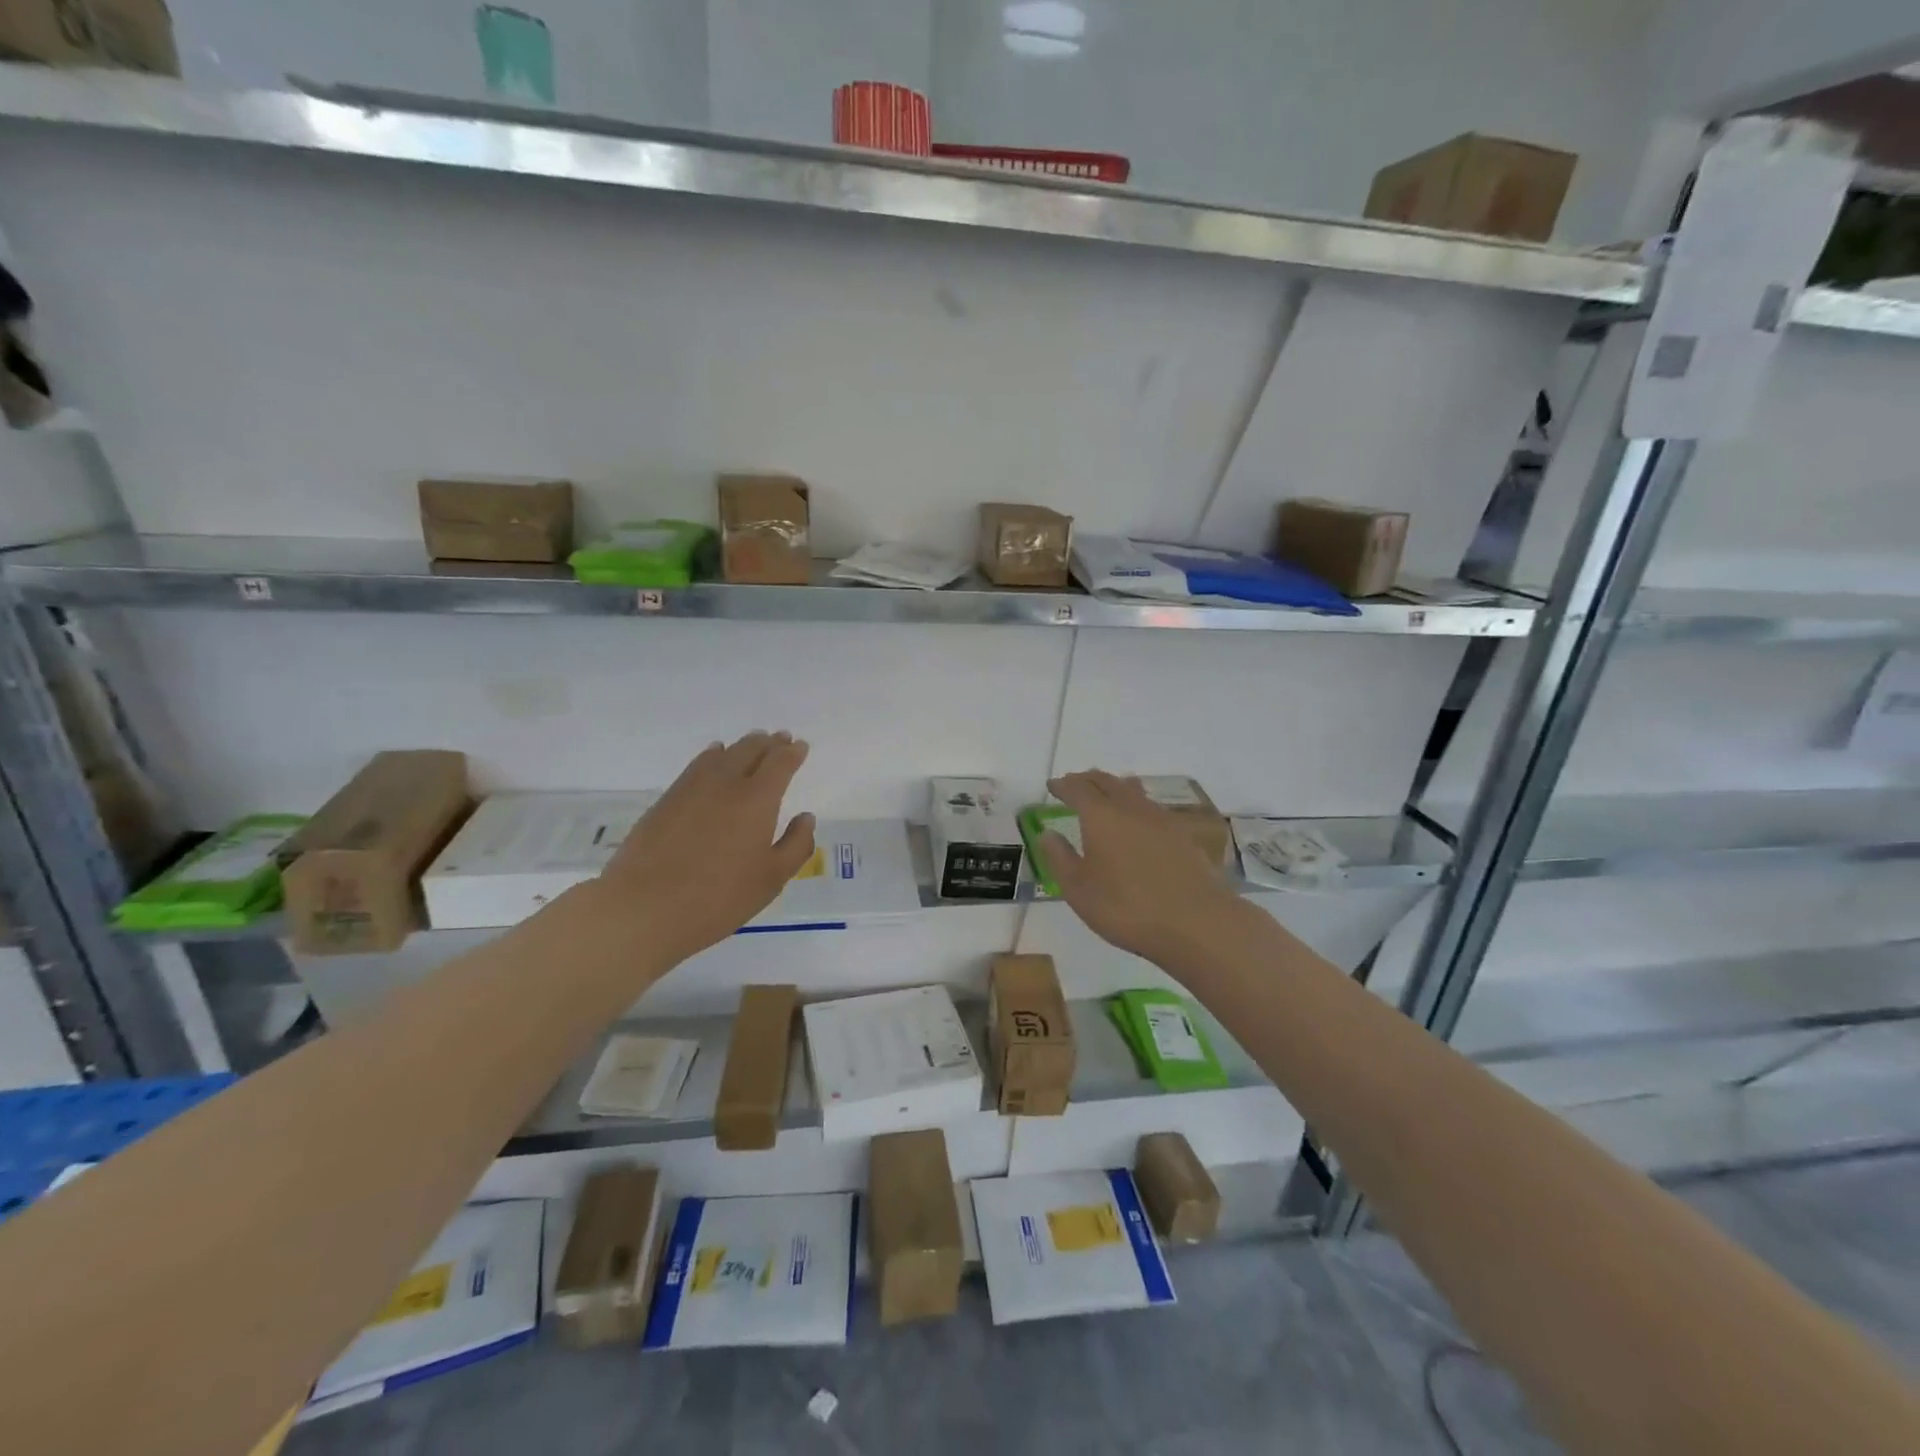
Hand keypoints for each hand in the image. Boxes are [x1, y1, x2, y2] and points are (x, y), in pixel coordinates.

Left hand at [591, 731, 815, 968]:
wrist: (644, 908)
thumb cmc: (719, 898)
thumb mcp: (771, 879)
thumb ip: (796, 845)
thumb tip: (805, 818)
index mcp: (757, 800)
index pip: (780, 763)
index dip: (792, 753)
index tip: (800, 746)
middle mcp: (726, 783)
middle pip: (750, 750)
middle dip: (769, 743)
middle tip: (779, 739)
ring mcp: (691, 788)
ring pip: (722, 754)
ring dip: (741, 746)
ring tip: (751, 744)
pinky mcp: (666, 800)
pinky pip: (696, 765)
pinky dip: (712, 756)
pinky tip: (712, 759)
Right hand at [1039, 771, 1240, 963]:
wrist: (1195, 922)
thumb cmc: (1126, 908)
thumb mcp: (1079, 890)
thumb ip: (1060, 858)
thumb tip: (1047, 833)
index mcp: (1100, 816)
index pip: (1077, 789)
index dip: (1063, 785)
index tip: (1053, 786)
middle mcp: (1130, 807)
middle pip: (1106, 782)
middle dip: (1087, 780)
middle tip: (1075, 784)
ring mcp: (1160, 818)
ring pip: (1132, 790)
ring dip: (1114, 786)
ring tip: (1106, 793)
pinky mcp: (1182, 833)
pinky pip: (1151, 806)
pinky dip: (1136, 803)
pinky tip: (1138, 819)